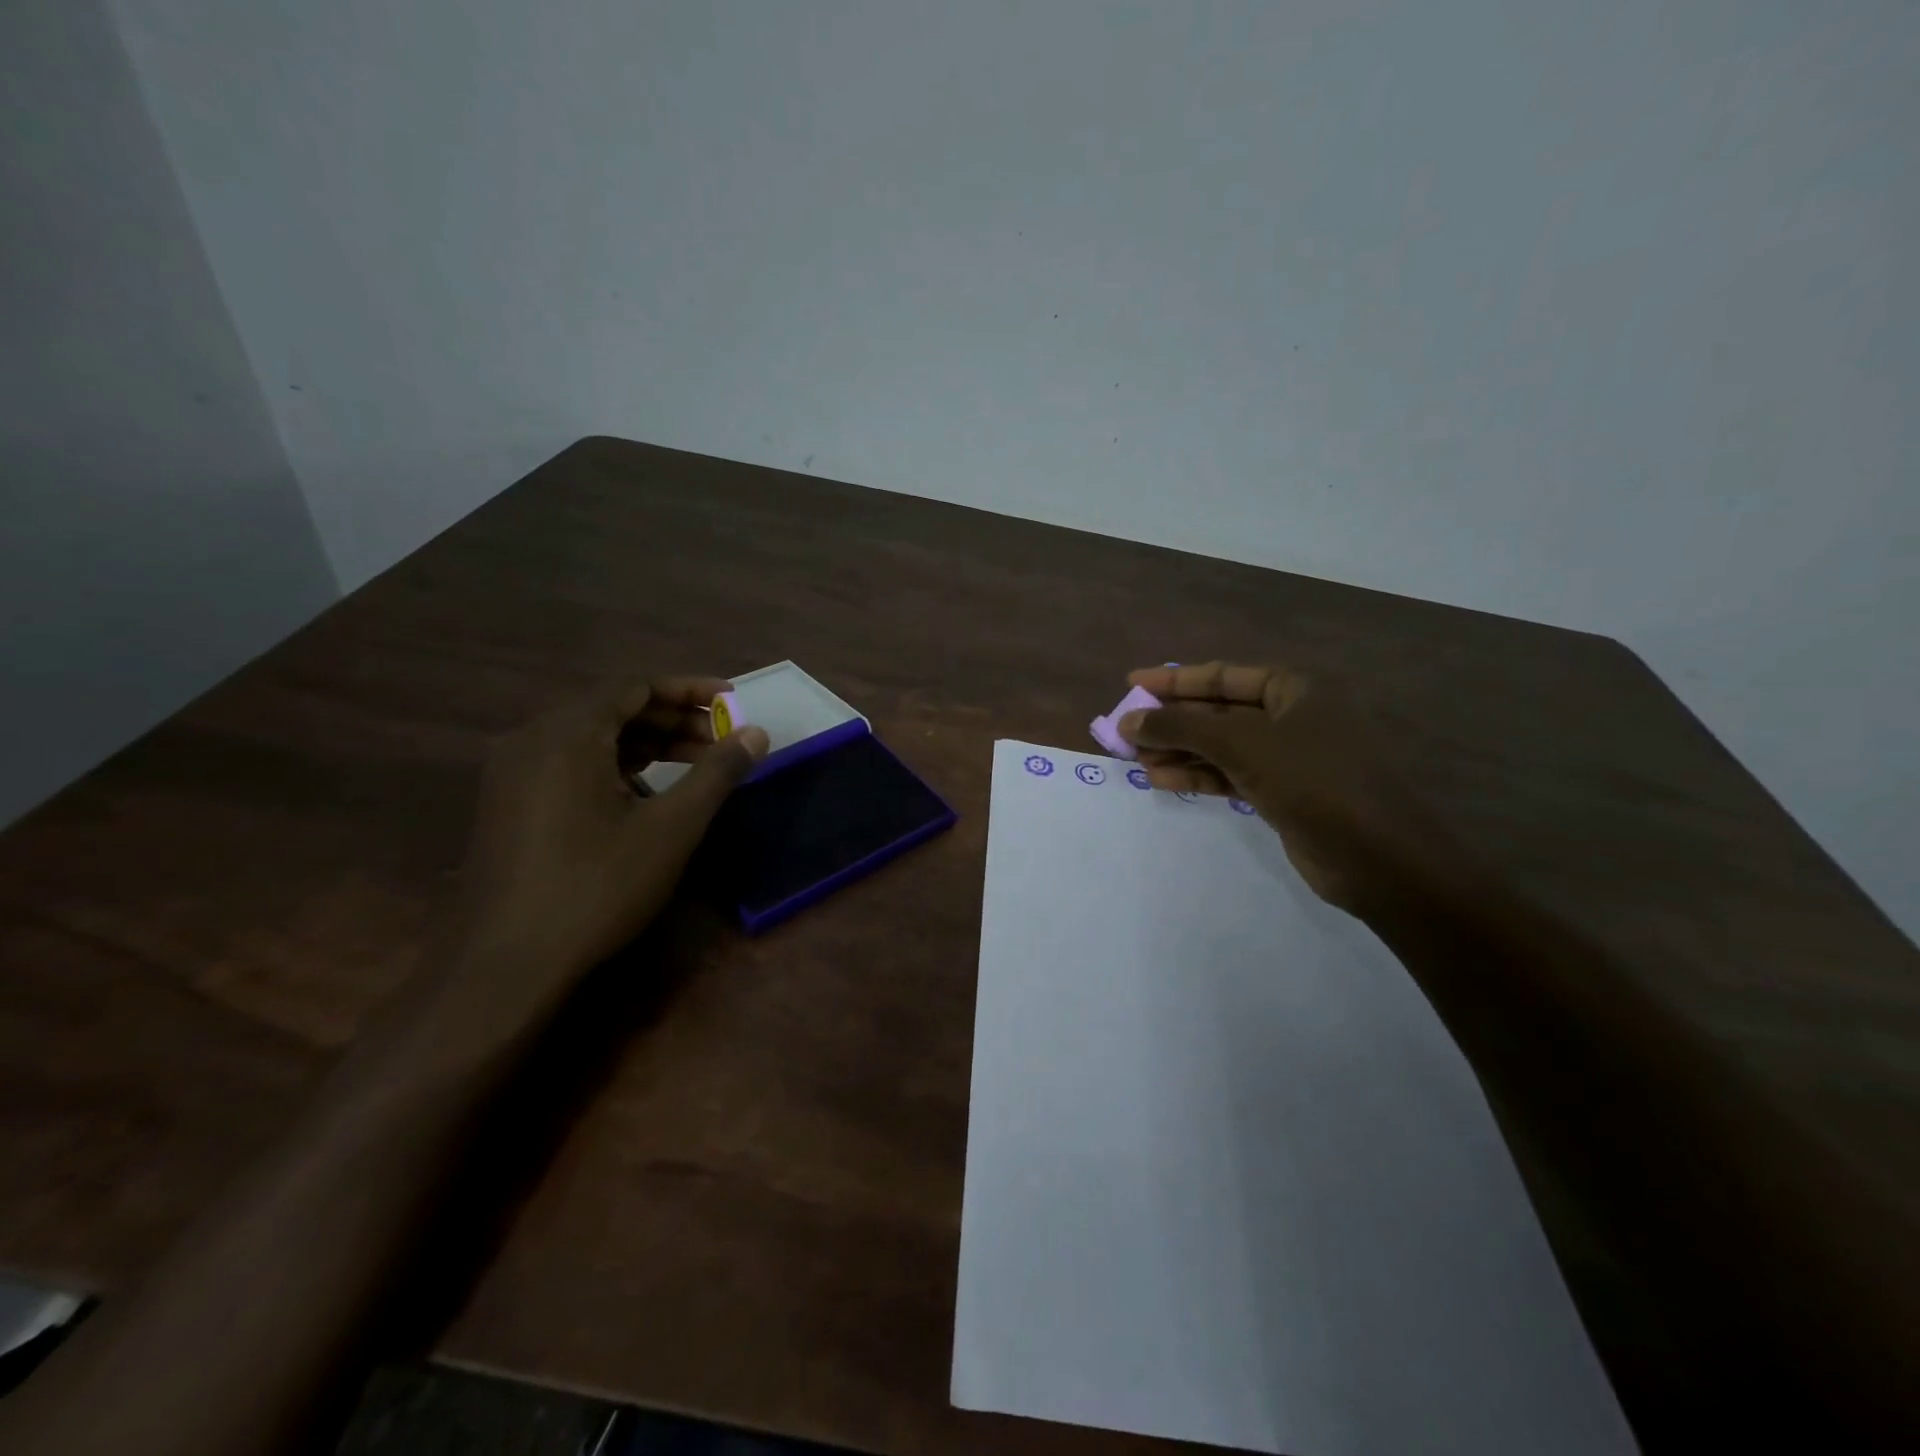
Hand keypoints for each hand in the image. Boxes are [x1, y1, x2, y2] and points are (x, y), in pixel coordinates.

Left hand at [449, 676, 767, 980]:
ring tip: (697, 764)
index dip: (690, 690)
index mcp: (567, 733)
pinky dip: (616, 766)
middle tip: (722, 739)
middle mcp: (532, 739)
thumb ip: (717, 773)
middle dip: (673, 719)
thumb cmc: (596, 886)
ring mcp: (512, 773)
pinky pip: (570, 764)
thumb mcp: (671, 828)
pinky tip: (647, 795)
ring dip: (647, 744)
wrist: (505, 965)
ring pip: (591, 738)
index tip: (733, 700)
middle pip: (613, 708)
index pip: (635, 685)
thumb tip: (756, 732)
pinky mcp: (507, 804)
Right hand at [1119, 662, 1452, 913]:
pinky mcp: (1284, 793)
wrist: (1379, 858)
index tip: (1131, 684)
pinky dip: (1199, 776)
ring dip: (1180, 752)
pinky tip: (1162, 781)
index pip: (1222, 676)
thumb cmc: (1315, 782)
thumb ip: (1182, 727)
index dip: (1174, 680)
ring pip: (1222, 747)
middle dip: (1173, 722)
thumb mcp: (1243, 745)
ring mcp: (1290, 757)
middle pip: (1219, 712)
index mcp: (1296, 688)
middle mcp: (1293, 716)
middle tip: (1126, 732)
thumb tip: (1128, 720)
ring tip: (1136, 760)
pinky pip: (1231, 775)